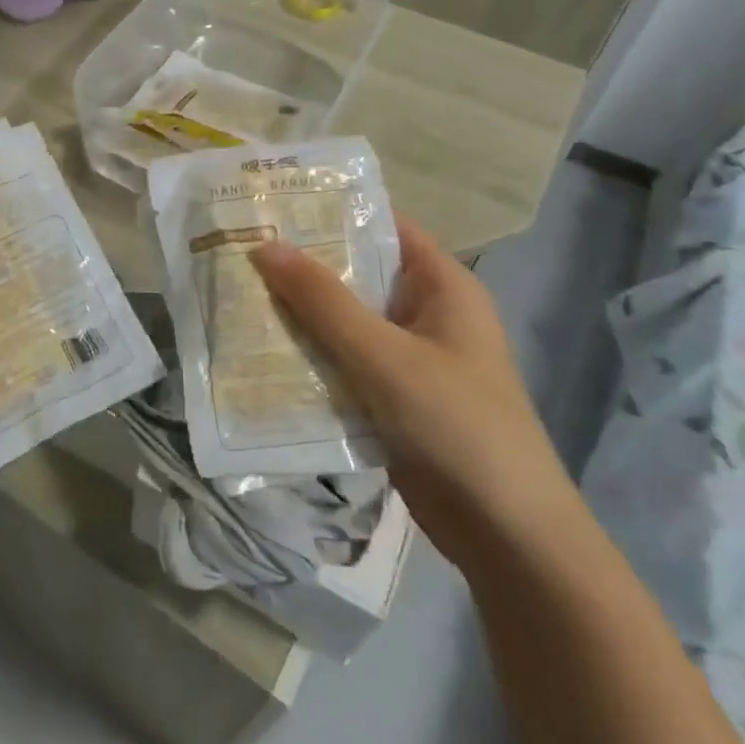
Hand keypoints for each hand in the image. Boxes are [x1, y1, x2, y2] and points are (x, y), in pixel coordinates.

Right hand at [250, 215, 577, 569]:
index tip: (272, 206)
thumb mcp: (383, 355)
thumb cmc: (455, 425)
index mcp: (441, 287)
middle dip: (302, 268)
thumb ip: (323, 301)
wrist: (507, 536)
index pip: (382, 228)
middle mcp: (426, 315)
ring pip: (344, 324)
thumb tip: (264, 245)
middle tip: (239, 251)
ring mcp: (409, 360)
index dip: (330, 213)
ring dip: (299, 316)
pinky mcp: (393, 400)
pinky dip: (309, 358)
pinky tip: (260, 354)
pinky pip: (343, 365)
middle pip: (356, 276)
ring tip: (237, 296)